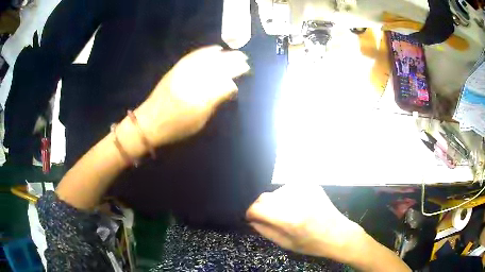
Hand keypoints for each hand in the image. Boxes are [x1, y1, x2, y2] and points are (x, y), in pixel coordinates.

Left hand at [135, 45, 249, 145]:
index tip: (246, 69)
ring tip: (234, 52)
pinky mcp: (176, 70)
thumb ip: (215, 101)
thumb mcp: (199, 120)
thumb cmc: (176, 127)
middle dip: (232, 61)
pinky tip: (214, 49)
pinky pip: (193, 57)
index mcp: (199, 96)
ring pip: (206, 59)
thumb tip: (231, 87)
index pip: (223, 79)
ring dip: (222, 55)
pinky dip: (205, 52)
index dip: (236, 72)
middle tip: (244, 58)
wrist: (148, 123)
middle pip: (215, 66)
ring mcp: (182, 73)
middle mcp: (191, 81)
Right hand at [246, 185, 364, 262]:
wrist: (338, 234)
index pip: (258, 207)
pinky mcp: (311, 184)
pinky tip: (296, 206)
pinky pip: (289, 188)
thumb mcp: (286, 244)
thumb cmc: (312, 244)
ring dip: (274, 202)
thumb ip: (265, 230)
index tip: (251, 218)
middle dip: (261, 207)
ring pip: (276, 192)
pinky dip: (286, 197)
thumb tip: (251, 219)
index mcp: (291, 219)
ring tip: (285, 213)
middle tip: (266, 217)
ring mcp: (305, 189)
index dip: (250, 213)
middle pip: (265, 197)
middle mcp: (297, 200)